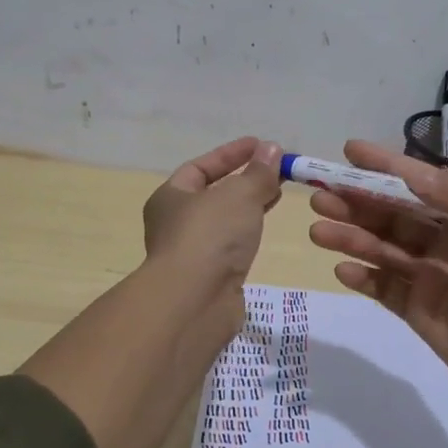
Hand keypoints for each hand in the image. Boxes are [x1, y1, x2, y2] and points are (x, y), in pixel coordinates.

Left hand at [142, 136, 283, 354]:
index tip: (261, 145)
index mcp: (170, 197)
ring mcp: (191, 252)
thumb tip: (272, 149)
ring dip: (248, 206)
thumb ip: (258, 173)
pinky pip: (230, 245)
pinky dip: (247, 232)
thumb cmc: (210, 236)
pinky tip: (265, 229)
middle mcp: (175, 223)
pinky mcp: (209, 277)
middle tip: (276, 170)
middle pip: (213, 193)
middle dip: (244, 180)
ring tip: (277, 195)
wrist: (194, 302)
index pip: (201, 167)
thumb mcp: (239, 194)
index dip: (232, 154)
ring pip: (223, 221)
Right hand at [306, 141, 447, 417]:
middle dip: (356, 203)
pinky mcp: (419, 311)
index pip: (419, 184)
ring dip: (351, 237)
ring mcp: (429, 277)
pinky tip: (342, 270)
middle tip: (319, 196)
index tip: (348, 151)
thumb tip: (413, 171)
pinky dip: (363, 277)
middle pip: (392, 215)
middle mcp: (445, 242)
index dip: (385, 166)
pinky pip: (383, 288)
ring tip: (319, 231)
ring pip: (382, 250)